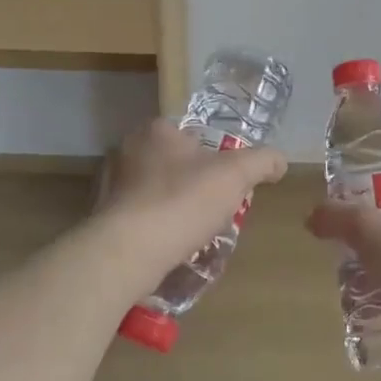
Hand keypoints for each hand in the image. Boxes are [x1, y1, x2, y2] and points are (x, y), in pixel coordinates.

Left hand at [95, 118, 287, 279]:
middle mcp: (126, 150)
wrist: (129, 250)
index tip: (225, 182)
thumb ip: (262, 161)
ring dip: (171, 206)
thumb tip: (279, 162)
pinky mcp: (102, 216)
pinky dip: (153, 227)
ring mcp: (109, 184)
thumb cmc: (183, 201)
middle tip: (212, 208)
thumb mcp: (236, 175)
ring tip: (192, 231)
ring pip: (153, 191)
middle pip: (172, 163)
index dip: (213, 157)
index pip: (191, 135)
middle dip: (191, 183)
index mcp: (155, 130)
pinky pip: (137, 217)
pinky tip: (167, 245)